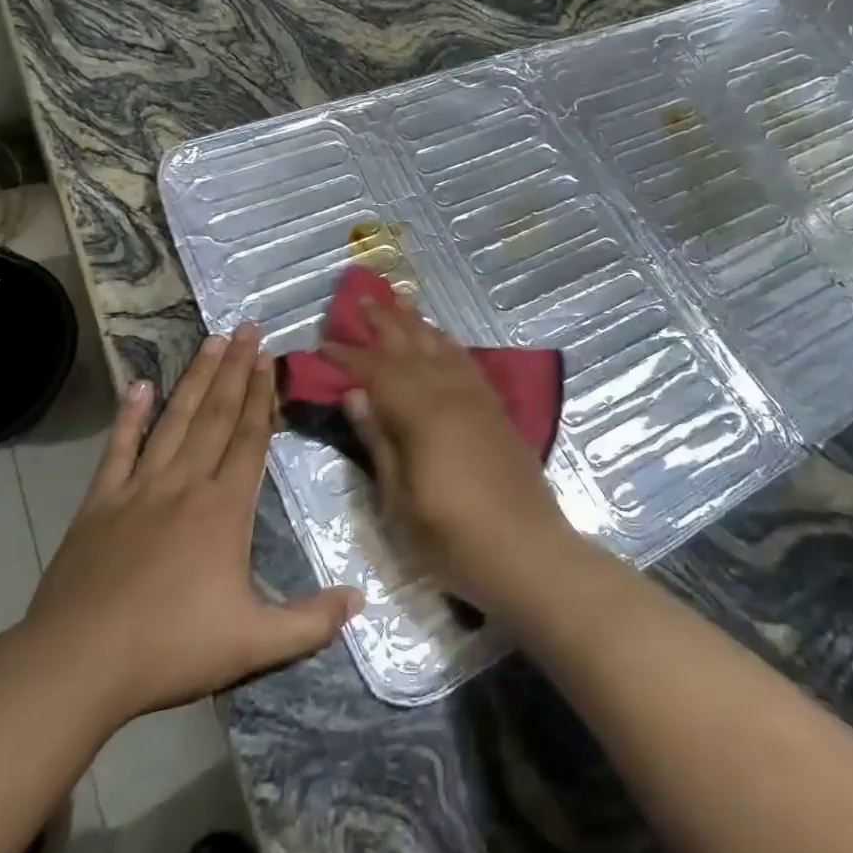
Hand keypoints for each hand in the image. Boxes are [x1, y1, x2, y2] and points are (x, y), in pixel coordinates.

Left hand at [23, 323, 361, 726]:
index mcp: (224, 509)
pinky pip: (118, 449)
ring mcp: (139, 488)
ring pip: (175, 420)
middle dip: (236, 369)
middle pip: (217, 415)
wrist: (78, 664)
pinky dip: (129, 416)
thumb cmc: (170, 649)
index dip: (263, 395)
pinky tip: (139, 386)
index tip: (270, 358)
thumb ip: (310, 621)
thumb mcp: (253, 643)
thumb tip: (362, 600)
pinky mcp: (99, 503)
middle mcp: (185, 484)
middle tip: (247, 328)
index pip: (250, 438)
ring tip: (212, 341)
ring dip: (196, 379)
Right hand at [326, 299, 576, 609]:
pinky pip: (467, 362)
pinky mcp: (496, 410)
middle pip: (412, 347)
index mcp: (422, 415)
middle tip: (363, 298)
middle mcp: (450, 395)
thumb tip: (355, 394)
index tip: (324, 343)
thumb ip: (379, 442)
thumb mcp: (400, 501)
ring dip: (418, 323)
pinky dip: (449, 343)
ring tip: (401, 300)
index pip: (377, 372)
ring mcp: (477, 399)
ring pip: (442, 347)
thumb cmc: (454, 538)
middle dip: (385, 323)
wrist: (529, 553)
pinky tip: (443, 338)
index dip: (349, 356)